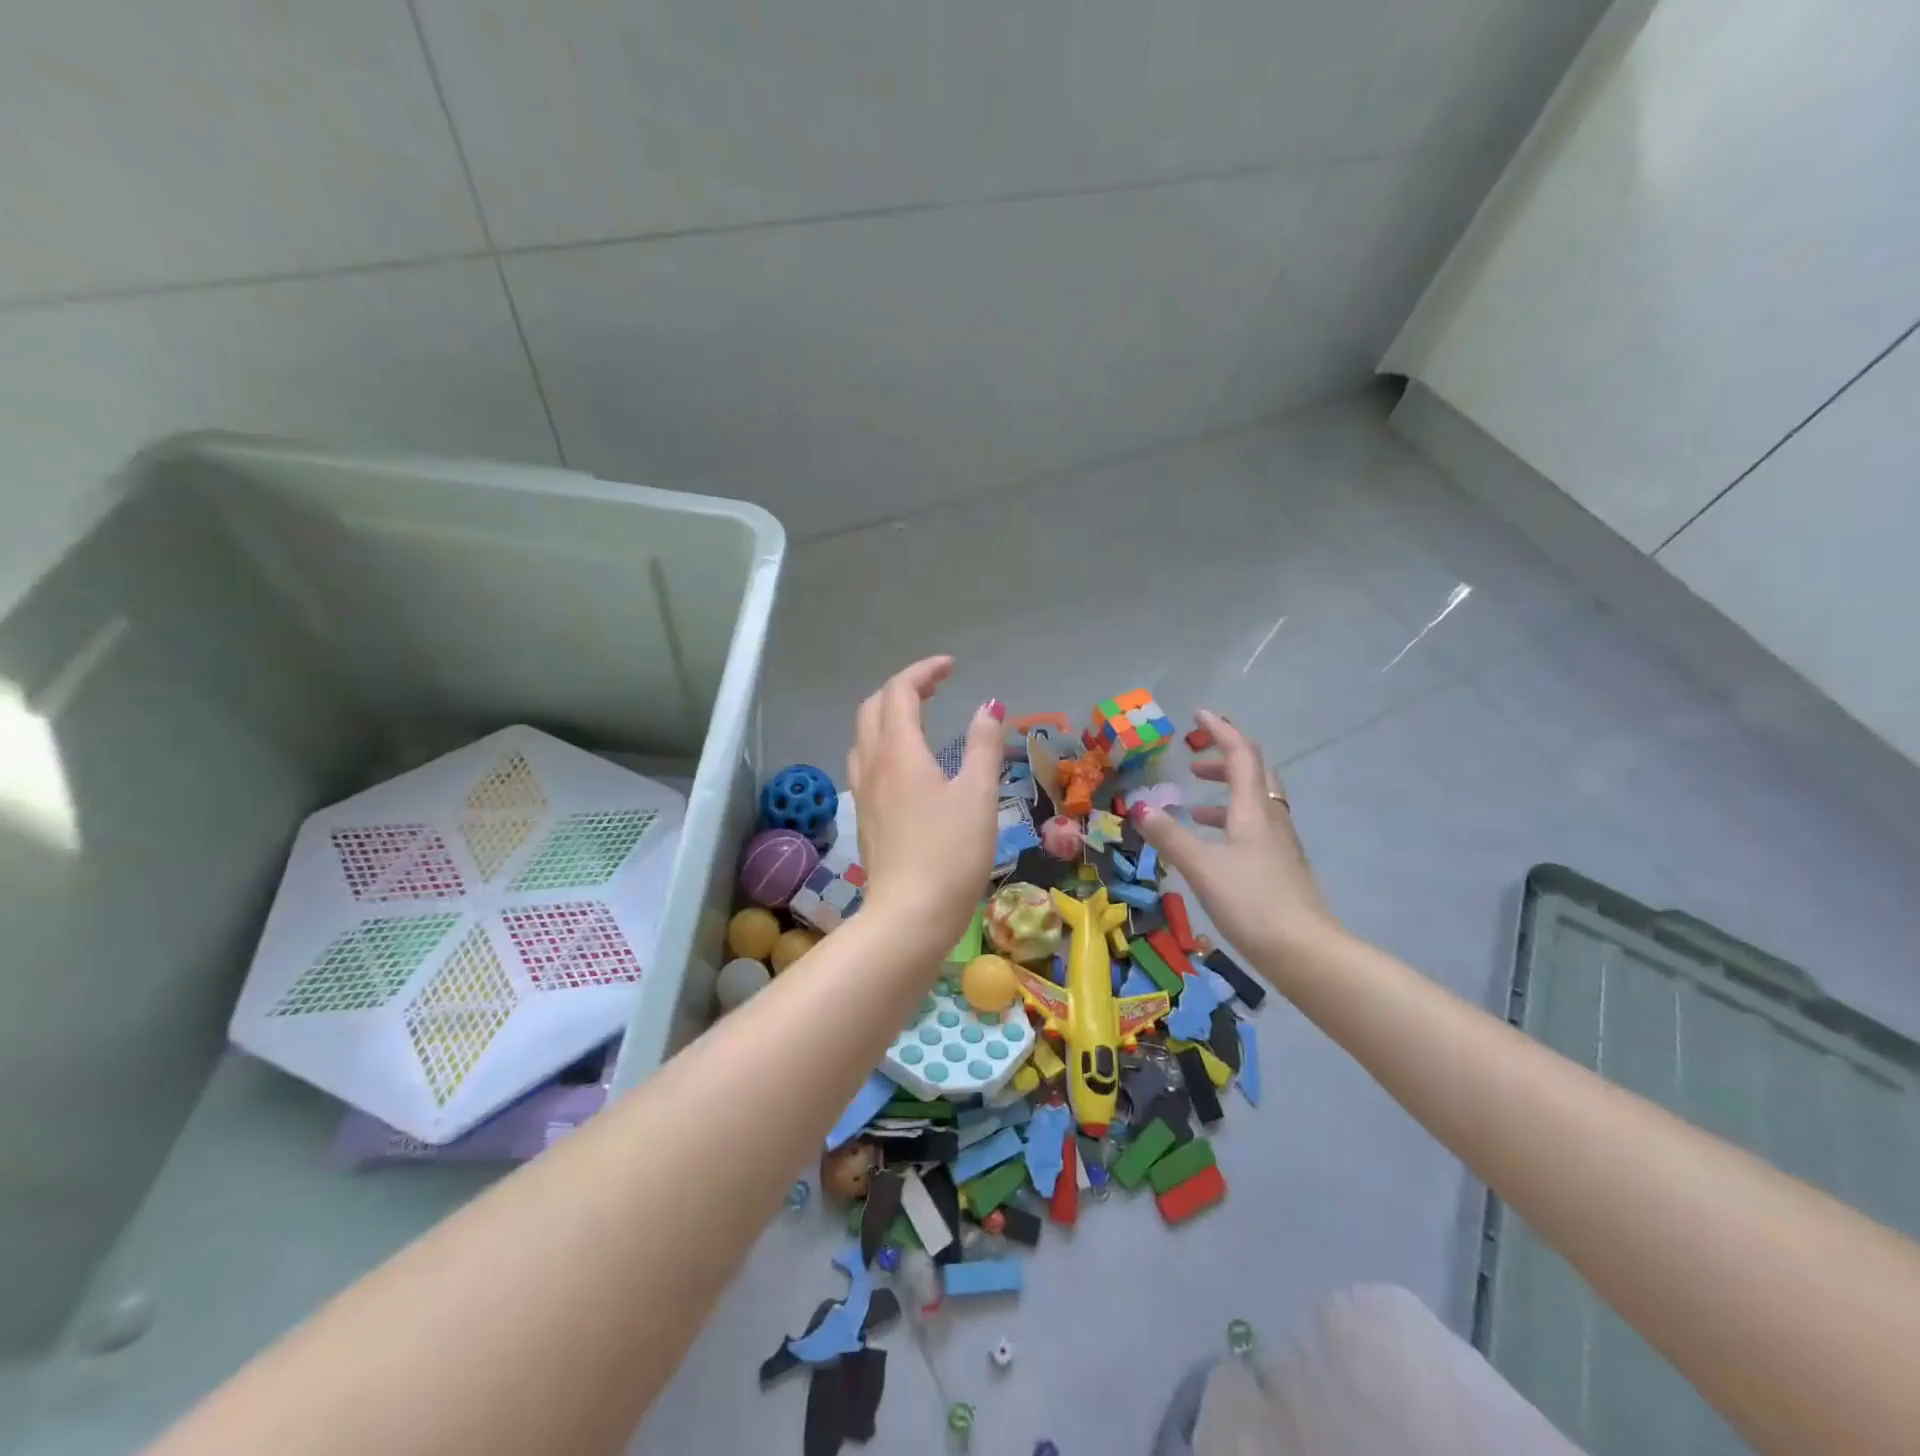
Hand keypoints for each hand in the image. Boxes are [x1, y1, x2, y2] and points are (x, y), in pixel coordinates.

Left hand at [846, 657, 1003, 955]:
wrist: (910, 916)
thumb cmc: (952, 853)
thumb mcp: (978, 795)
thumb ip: (983, 745)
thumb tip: (988, 706)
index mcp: (899, 751)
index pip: (900, 691)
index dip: (923, 671)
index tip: (951, 667)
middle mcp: (872, 764)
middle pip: (872, 707)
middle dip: (902, 688)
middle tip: (936, 687)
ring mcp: (862, 792)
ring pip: (863, 735)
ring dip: (887, 715)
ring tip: (918, 718)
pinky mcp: (863, 817)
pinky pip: (864, 763)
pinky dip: (881, 744)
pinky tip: (904, 764)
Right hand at [1130, 709, 1339, 963]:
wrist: (1305, 952)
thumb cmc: (1252, 901)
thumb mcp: (1201, 866)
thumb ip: (1169, 836)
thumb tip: (1138, 807)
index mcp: (1253, 809)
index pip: (1240, 754)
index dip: (1220, 731)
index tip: (1199, 715)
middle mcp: (1271, 819)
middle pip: (1254, 773)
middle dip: (1225, 760)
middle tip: (1195, 760)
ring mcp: (1280, 844)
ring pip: (1255, 802)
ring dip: (1226, 792)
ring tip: (1194, 804)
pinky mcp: (1281, 868)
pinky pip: (1255, 828)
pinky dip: (1230, 821)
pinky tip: (1213, 845)